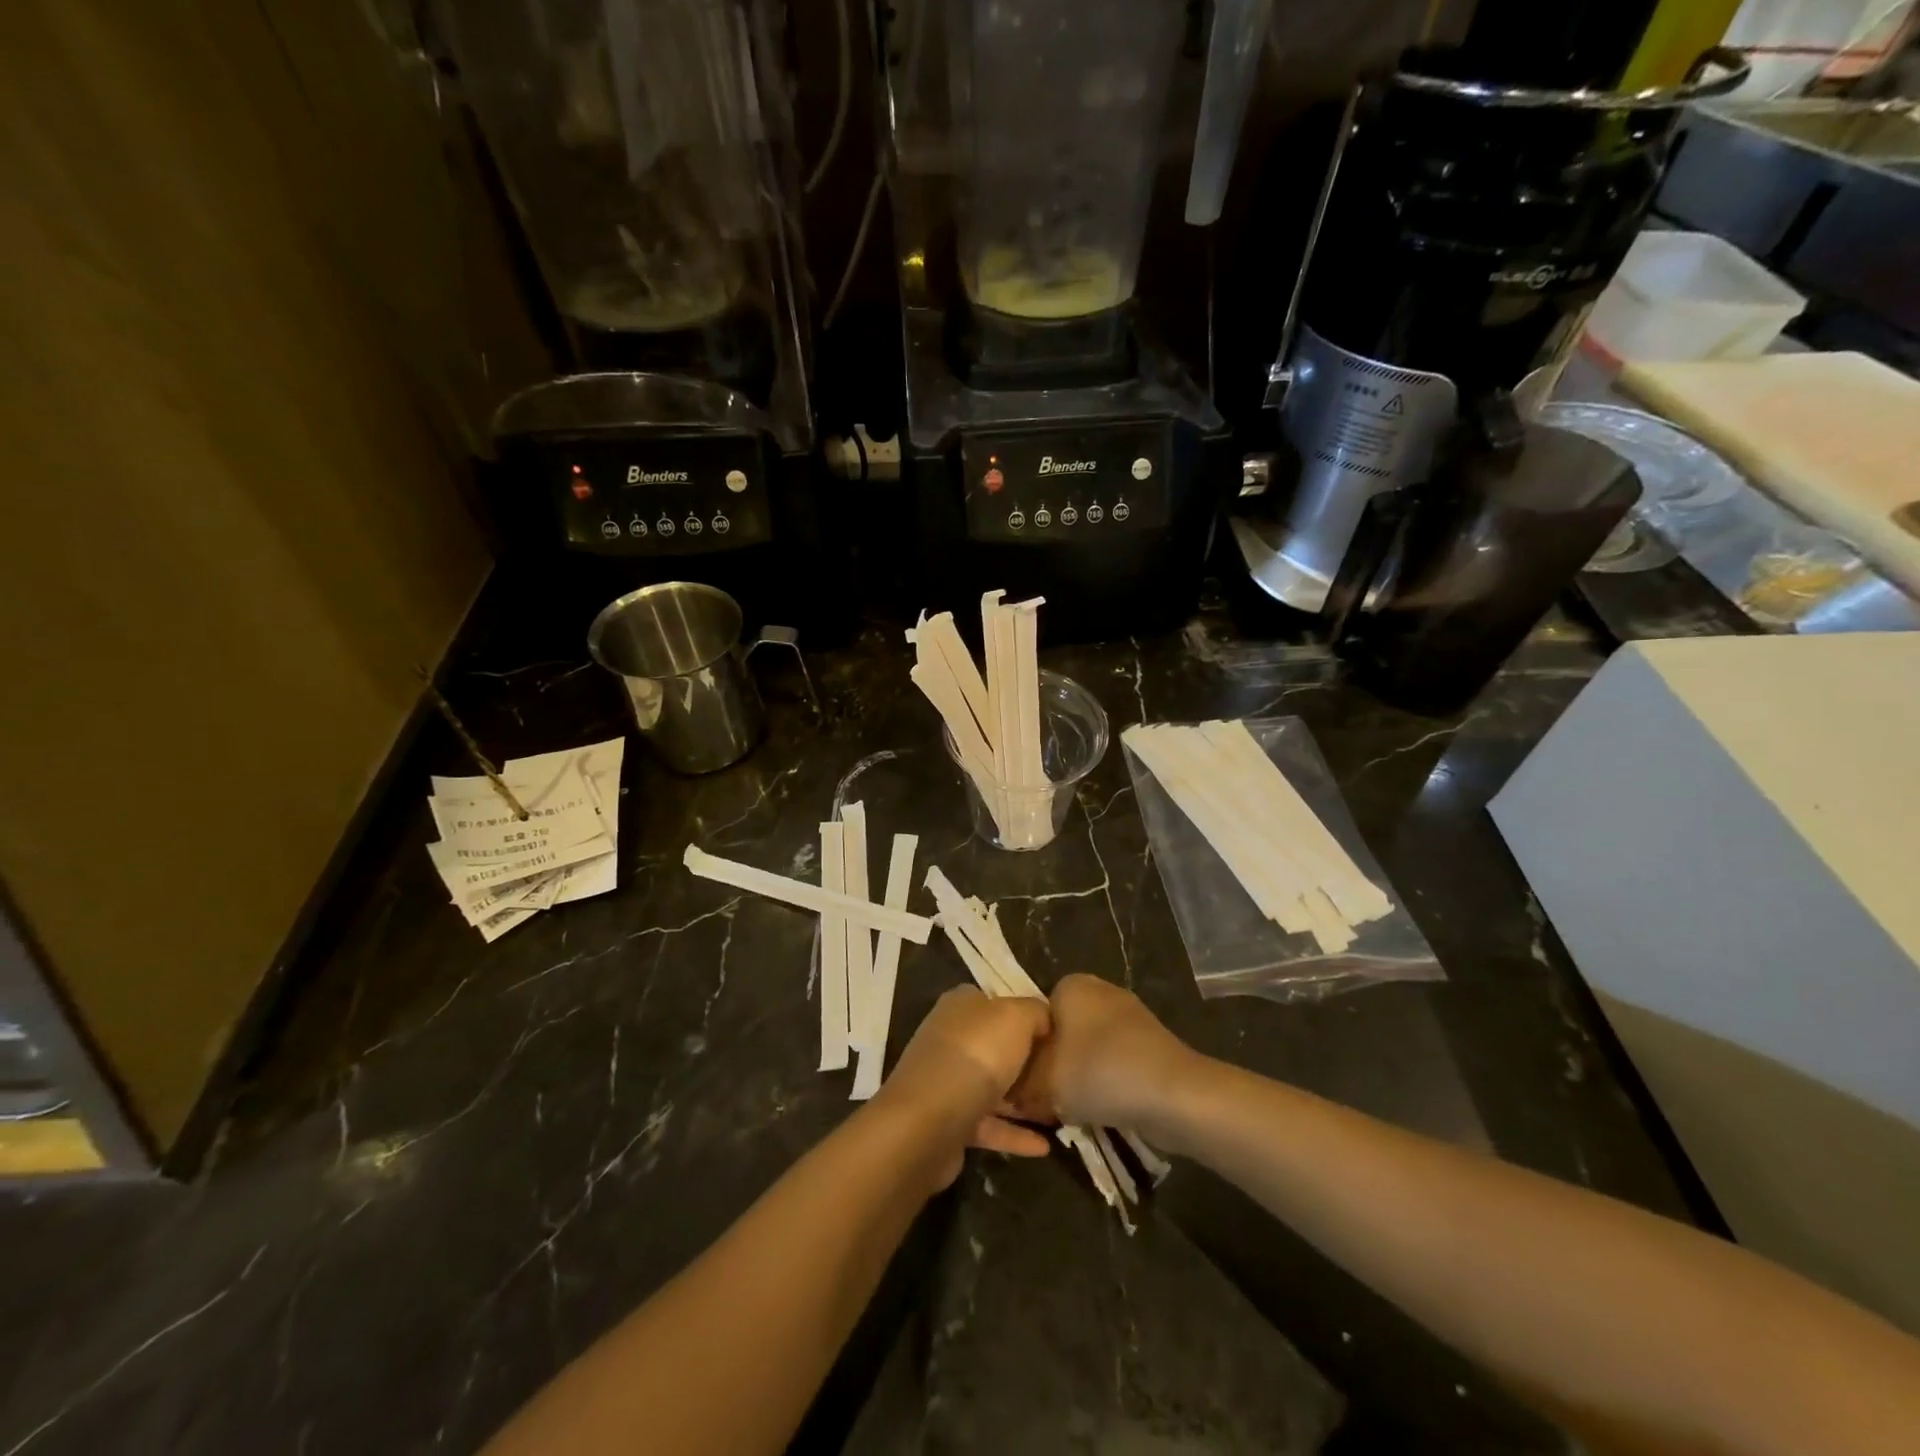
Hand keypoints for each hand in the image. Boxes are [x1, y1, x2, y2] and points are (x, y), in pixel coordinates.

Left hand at [875, 987, 1052, 1188]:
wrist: (927, 1123)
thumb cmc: (975, 1056)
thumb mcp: (1015, 1017)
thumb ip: (1035, 1012)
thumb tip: (1045, 1018)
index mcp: (961, 1006)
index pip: (996, 1002)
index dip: (1025, 1014)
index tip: (1055, 1033)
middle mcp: (950, 1038)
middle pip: (995, 1045)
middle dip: (1026, 1059)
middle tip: (1062, 1074)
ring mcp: (947, 1081)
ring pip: (991, 1086)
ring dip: (1022, 1099)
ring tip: (1059, 1111)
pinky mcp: (948, 1122)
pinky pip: (988, 1124)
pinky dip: (1014, 1134)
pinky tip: (1044, 1147)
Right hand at [1010, 974, 1200, 1134]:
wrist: (1175, 1095)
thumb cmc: (1100, 1073)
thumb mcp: (1044, 1083)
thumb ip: (1020, 1084)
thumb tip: (1008, 1093)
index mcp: (1071, 984)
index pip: (1033, 1014)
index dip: (1025, 1050)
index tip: (1022, 1081)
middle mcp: (1100, 990)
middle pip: (1061, 1032)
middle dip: (1052, 1064)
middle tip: (1042, 1098)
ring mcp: (1129, 1016)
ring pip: (1087, 1049)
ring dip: (1079, 1077)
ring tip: (1072, 1109)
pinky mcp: (1151, 1043)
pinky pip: (1114, 1062)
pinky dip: (1106, 1083)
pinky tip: (1102, 1110)